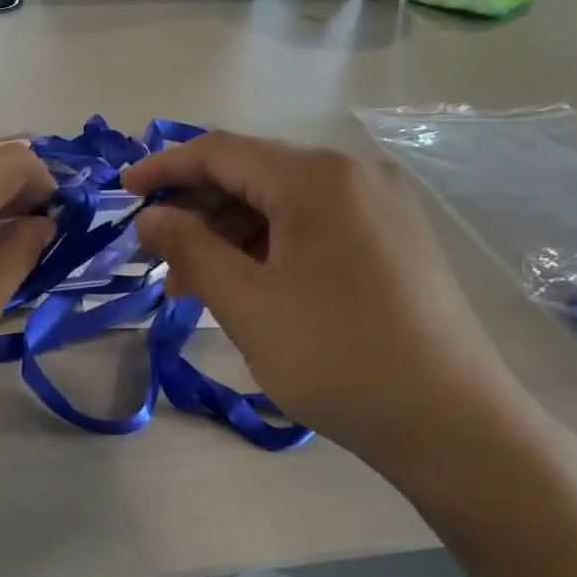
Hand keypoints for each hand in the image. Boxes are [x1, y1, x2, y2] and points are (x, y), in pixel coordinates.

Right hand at [123, 132, 535, 468]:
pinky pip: (314, 225)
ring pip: (283, 202)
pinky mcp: (395, 239)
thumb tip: (151, 218)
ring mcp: (382, 205)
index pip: (221, 152)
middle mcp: (354, 175)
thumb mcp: (247, 304)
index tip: (123, 193)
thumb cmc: (337, 358)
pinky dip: (270, 246)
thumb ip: (190, 249)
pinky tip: (247, 285)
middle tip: (156, 253)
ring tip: (194, 283)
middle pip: (253, 173)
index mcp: (316, 178)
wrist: (453, 425)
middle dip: (197, 209)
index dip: (164, 169)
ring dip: (231, 233)